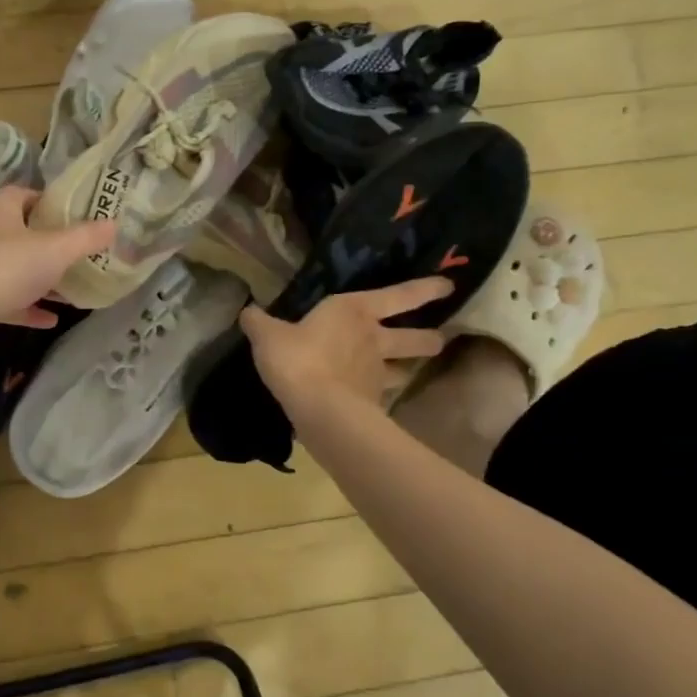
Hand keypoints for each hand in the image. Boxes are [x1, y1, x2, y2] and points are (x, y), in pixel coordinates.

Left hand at [0, 186, 115, 364]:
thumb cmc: (7, 268)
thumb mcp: (56, 248)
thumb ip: (86, 237)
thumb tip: (114, 224)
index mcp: (1, 210)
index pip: (28, 194)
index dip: (54, 203)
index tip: (82, 215)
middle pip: (26, 232)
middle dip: (55, 243)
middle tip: (86, 251)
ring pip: (20, 269)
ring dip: (45, 278)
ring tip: (77, 285)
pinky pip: (13, 300)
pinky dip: (32, 307)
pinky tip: (55, 318)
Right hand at [241, 278, 451, 415]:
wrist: (320, 410)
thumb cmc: (298, 359)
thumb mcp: (267, 336)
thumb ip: (258, 322)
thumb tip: (247, 311)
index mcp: (354, 311)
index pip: (399, 296)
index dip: (425, 289)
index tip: (449, 286)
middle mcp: (373, 338)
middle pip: (412, 338)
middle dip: (428, 338)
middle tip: (440, 339)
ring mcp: (376, 372)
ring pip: (403, 369)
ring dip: (408, 369)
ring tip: (409, 372)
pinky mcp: (372, 402)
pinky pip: (380, 394)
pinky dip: (378, 395)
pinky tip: (370, 399)